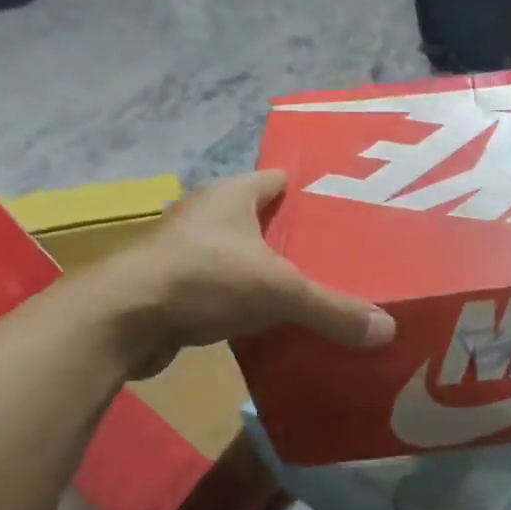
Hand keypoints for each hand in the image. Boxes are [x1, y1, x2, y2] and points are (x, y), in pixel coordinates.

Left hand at [75, 170, 394, 375]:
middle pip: (257, 218)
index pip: (276, 179)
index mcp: (231, 195)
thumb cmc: (205, 279)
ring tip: (305, 289)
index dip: (307, 191)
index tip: (339, 209)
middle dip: (289, 235)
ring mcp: (182, 251)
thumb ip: (333, 309)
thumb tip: (387, 330)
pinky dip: (239, 299)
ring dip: (262, 270)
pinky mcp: (169, 286)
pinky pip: (218, 287)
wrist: (122, 319)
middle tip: (333, 256)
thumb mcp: (280, 292)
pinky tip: (265, 320)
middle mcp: (205, 215)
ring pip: (235, 255)